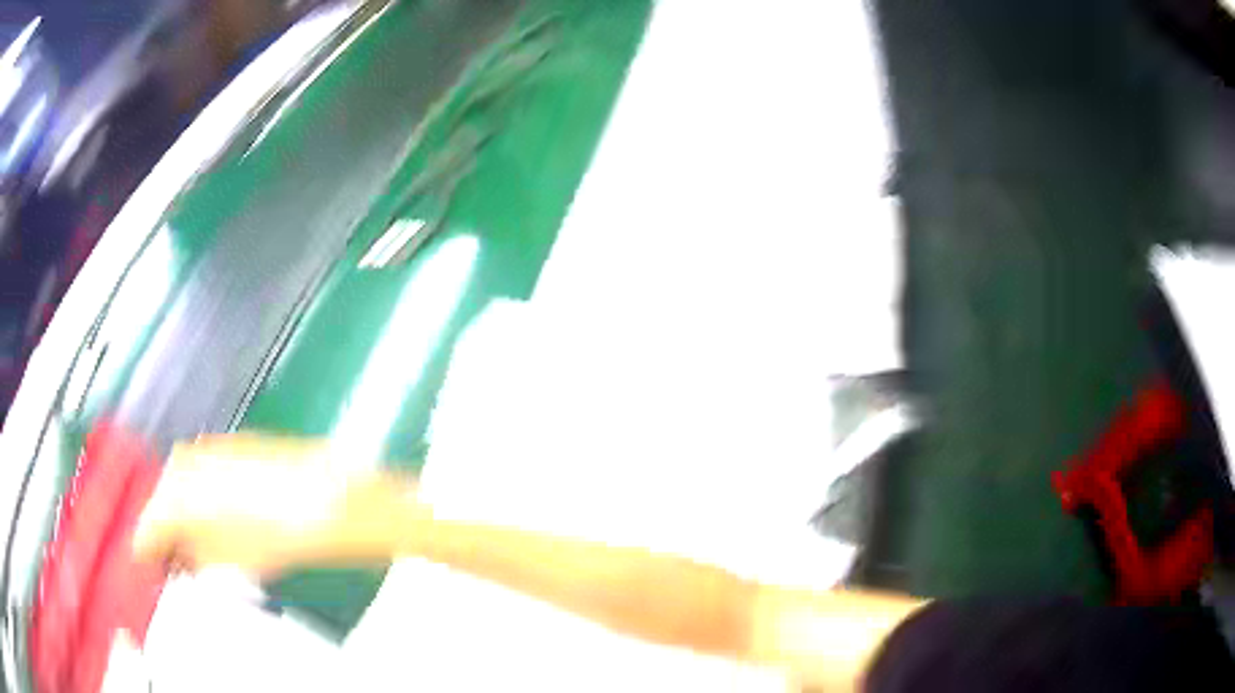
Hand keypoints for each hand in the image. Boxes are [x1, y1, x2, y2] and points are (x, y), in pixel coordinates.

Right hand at [133, 434, 364, 578]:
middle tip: (167, 556)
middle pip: (159, 499)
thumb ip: (192, 558)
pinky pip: (198, 469)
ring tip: (189, 540)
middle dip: (160, 529)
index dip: (143, 548)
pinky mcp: (227, 443)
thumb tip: (175, 559)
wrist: (325, 499)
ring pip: (177, 482)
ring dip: (178, 510)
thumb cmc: (277, 537)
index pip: (146, 524)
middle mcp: (183, 463)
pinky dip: (196, 493)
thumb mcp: (228, 561)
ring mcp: (205, 448)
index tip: (142, 564)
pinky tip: (209, 514)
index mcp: (176, 495)